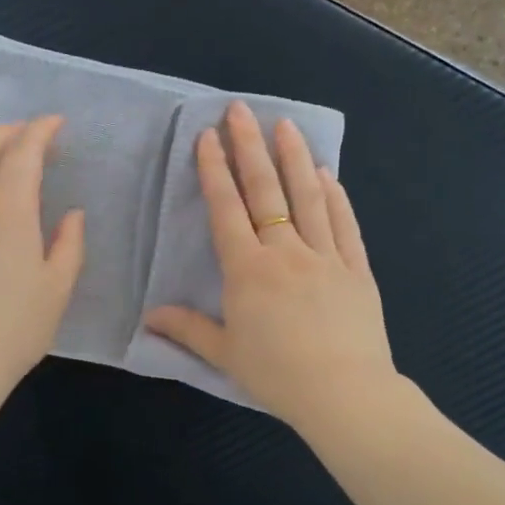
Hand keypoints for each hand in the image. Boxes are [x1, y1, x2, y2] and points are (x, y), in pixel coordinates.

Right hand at [145, 101, 398, 431]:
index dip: (215, 170)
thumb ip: (187, 329)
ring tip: (286, 125)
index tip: (208, 136)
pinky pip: (344, 225)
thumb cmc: (276, 375)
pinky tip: (327, 174)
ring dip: (294, 158)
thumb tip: (148, 317)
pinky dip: (335, 197)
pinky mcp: (356, 269)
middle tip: (241, 110)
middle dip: (250, 147)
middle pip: (266, 190)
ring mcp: (325, 256)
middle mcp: (285, 252)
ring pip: (308, 198)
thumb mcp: (224, 353)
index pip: (227, 209)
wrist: (344, 394)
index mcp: (248, 270)